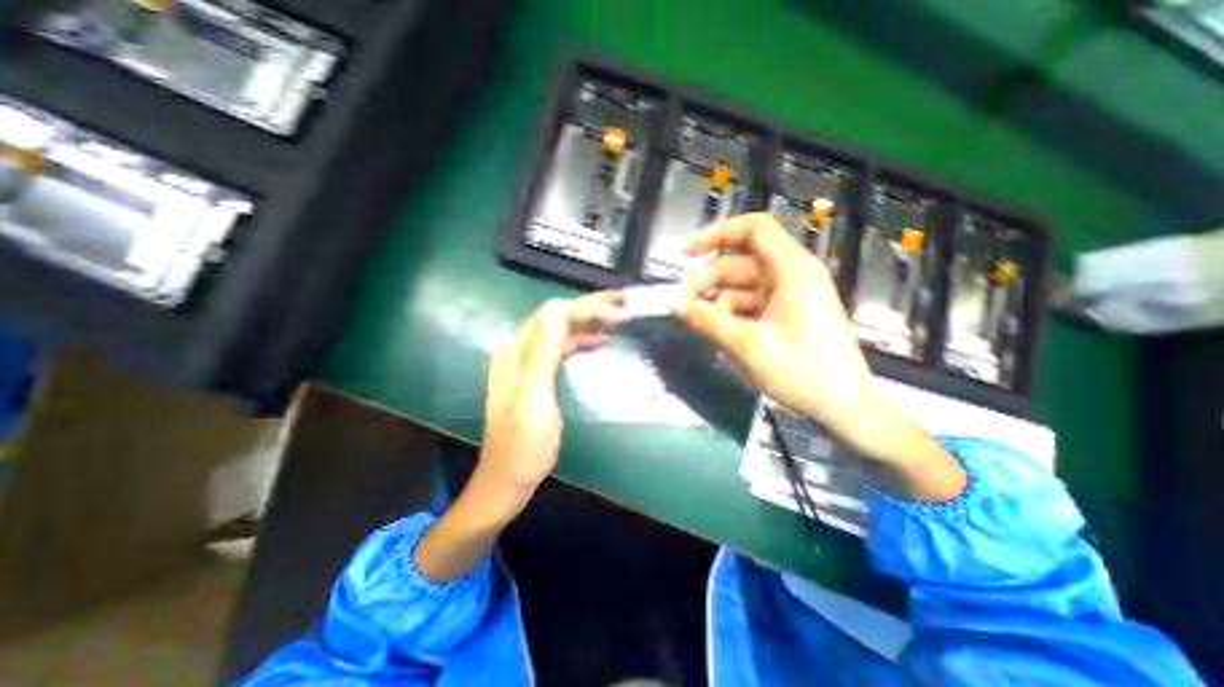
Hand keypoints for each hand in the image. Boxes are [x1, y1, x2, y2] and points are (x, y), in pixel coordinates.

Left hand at [416, 292, 623, 581]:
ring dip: (588, 320)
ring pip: (561, 330)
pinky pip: (561, 347)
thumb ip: (544, 352)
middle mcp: (519, 350)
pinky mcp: (537, 376)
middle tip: (624, 303)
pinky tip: (599, 341)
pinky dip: (582, 339)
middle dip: (591, 307)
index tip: (620, 315)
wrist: (506, 482)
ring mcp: (527, 364)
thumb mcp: (534, 398)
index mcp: (517, 352)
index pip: (554, 314)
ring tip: (618, 318)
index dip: (587, 309)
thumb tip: (561, 309)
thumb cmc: (523, 446)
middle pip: (557, 316)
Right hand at [669, 211, 890, 443]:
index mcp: (792, 271)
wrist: (844, 406)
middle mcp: (792, 276)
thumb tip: (674, 303)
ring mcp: (790, 296)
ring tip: (704, 329)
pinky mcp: (787, 314)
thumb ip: (709, 321)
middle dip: (708, 282)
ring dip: (718, 305)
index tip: (689, 253)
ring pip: (742, 288)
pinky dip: (733, 317)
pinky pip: (751, 305)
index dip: (719, 233)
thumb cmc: (804, 373)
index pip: (754, 229)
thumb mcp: (749, 346)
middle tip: (682, 306)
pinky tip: (723, 337)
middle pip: (739, 263)